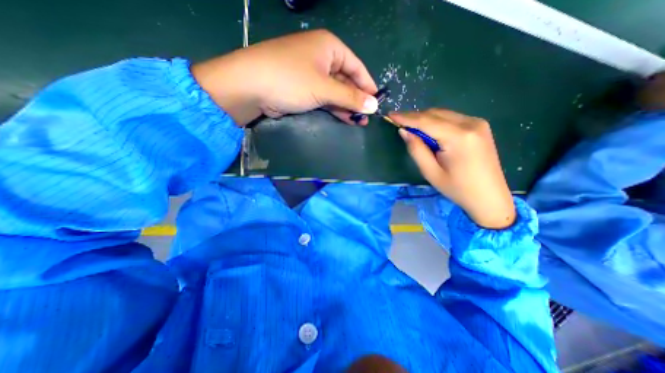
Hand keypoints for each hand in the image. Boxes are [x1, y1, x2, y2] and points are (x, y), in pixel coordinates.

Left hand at [193, 29, 377, 124]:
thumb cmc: (291, 80)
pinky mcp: (303, 89)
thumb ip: (350, 97)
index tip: (377, 103)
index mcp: (329, 47)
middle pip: (346, 80)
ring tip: (358, 121)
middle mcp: (321, 58)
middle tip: (367, 117)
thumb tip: (374, 106)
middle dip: (357, 99)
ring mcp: (311, 74)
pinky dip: (334, 108)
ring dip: (346, 106)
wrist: (250, 87)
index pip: (357, 67)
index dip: (368, 85)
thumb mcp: (324, 88)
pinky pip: (324, 98)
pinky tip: (344, 118)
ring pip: (335, 91)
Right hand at [391, 109, 515, 228]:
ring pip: (443, 114)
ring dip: (425, 119)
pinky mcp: (479, 126)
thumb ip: (416, 149)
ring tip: (411, 128)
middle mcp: (470, 124)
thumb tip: (404, 131)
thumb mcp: (431, 172)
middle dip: (414, 117)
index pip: (426, 121)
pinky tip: (429, 131)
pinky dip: (436, 121)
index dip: (406, 117)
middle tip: (398, 122)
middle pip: (435, 114)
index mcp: (458, 137)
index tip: (391, 114)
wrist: (489, 196)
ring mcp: (477, 123)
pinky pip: (451, 118)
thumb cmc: (457, 188)